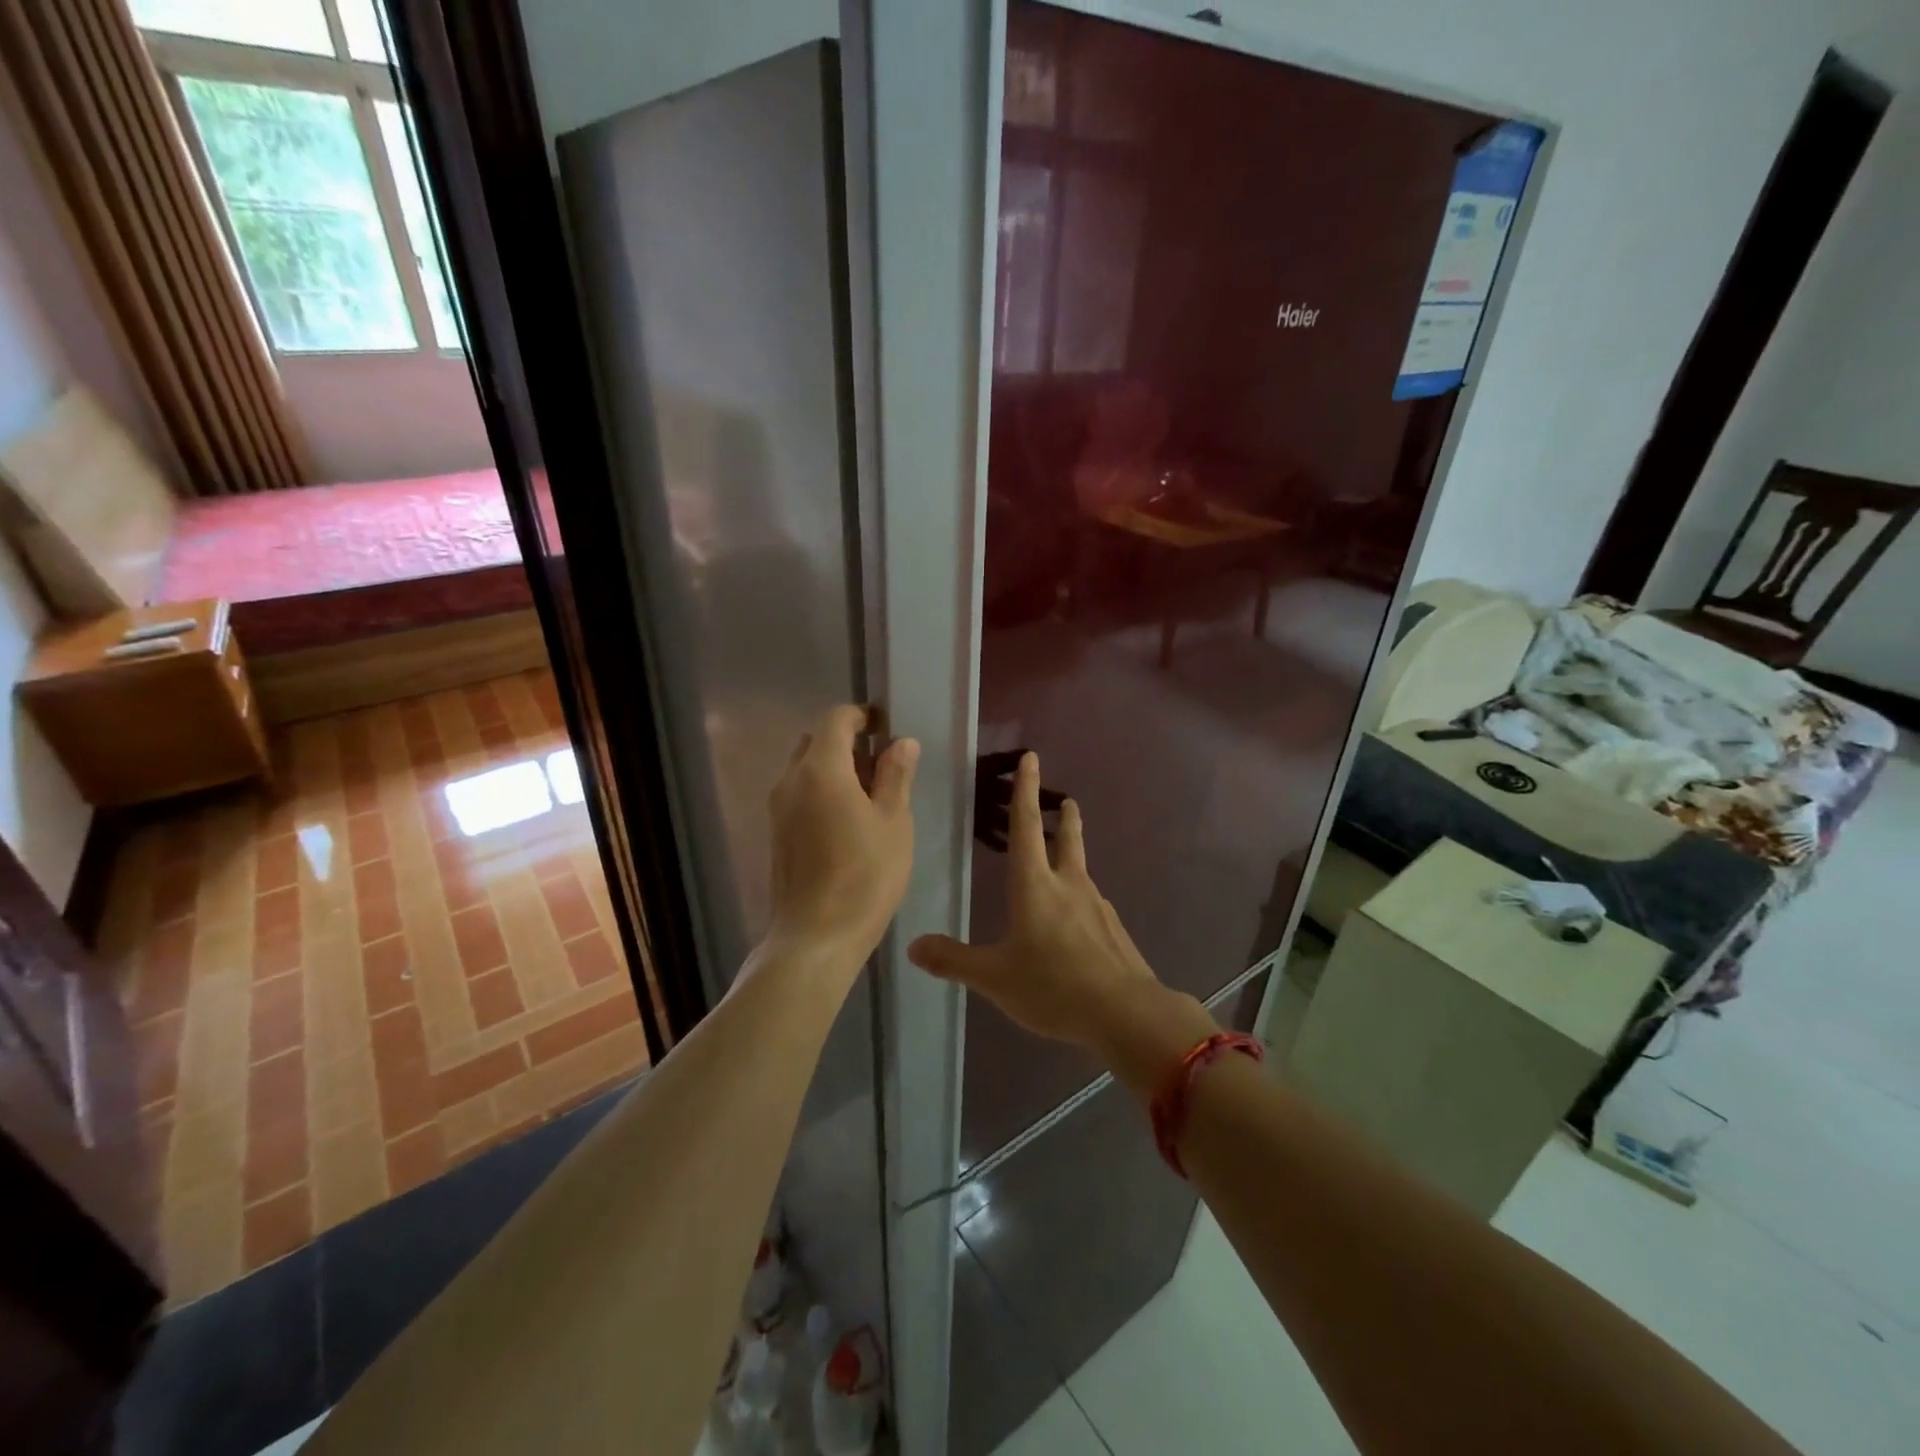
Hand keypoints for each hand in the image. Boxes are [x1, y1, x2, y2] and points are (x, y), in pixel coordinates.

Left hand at [766, 705, 918, 968]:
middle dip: (848, 743)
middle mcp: (790, 780)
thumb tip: (902, 742)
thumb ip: (896, 776)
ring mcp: (778, 808)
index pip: (835, 719)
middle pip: (816, 741)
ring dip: (835, 769)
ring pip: (805, 769)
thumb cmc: (864, 877)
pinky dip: (822, 792)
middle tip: (883, 767)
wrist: (815, 938)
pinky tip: (848, 822)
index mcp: (820, 770)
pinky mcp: (776, 833)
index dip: (862, 716)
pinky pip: (799, 794)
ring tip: (870, 797)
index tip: (886, 728)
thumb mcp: (893, 823)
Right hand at [907, 752, 1214, 1086]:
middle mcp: (1068, 885)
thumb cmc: (1053, 986)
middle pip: (1066, 839)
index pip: (1026, 826)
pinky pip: (1092, 903)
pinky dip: (1081, 896)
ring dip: (1073, 854)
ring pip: (1081, 869)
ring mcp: (1096, 906)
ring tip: (1065, 859)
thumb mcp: (995, 977)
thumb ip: (954, 961)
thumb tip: (913, 946)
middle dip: (1063, 817)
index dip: (1025, 791)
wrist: (1125, 1013)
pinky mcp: (1113, 929)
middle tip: (1066, 800)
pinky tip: (1077, 919)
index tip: (1031, 758)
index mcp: (1035, 885)